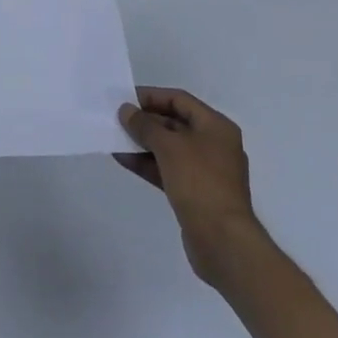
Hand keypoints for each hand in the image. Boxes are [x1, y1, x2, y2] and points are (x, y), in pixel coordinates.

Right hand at [116, 87, 265, 286]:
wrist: (223, 241)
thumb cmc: (199, 182)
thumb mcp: (169, 146)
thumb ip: (145, 126)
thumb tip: (126, 111)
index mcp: (216, 126)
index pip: (179, 100)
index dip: (152, 96)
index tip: (125, 99)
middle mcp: (213, 144)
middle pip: (174, 123)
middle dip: (145, 121)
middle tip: (116, 119)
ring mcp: (205, 171)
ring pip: (169, 149)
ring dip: (142, 143)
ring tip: (114, 138)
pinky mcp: (195, 193)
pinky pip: (168, 170)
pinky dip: (147, 164)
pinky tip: (123, 159)